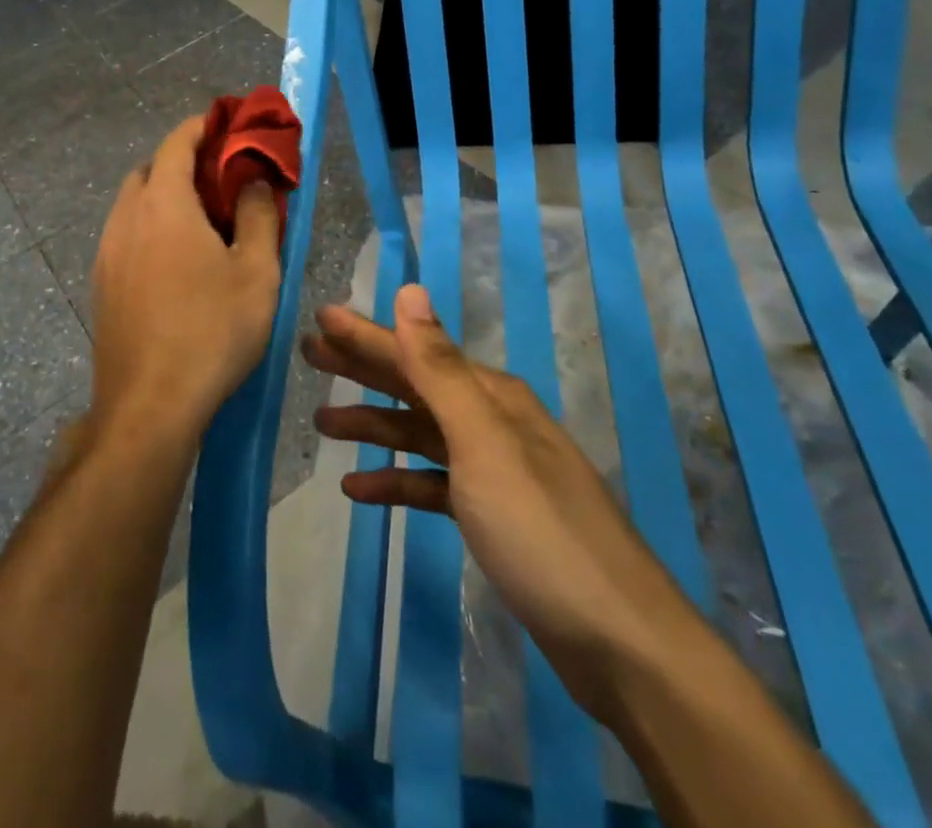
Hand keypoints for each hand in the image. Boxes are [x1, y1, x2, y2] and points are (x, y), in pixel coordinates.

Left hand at [90, 115, 282, 440]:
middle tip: (221, 178)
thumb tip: (254, 181)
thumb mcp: (256, 272)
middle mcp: (126, 218)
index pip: (176, 143)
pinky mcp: (101, 284)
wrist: (149, 405)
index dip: (201, 127)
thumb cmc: (212, 331)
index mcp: (164, 204)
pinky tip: (175, 260)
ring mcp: (107, 253)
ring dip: (163, 195)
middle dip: (182, 162)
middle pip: (150, 170)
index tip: (225, 124)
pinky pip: (125, 235)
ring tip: (201, 220)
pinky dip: (149, 226)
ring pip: (133, 203)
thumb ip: (259, 216)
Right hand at [307, 285, 681, 701]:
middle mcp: (492, 422)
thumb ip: (440, 368)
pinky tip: (360, 490)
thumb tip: (411, 290)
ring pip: (420, 434)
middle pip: (415, 386)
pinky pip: (433, 484)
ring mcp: (494, 471)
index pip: (415, 351)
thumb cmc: (540, 531)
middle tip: (311, 353)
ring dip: (374, 425)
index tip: (321, 316)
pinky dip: (397, 482)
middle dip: (364, 368)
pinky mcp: (493, 517)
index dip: (366, 334)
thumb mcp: (483, 443)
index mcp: (490, 397)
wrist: (619, 642)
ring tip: (323, 421)